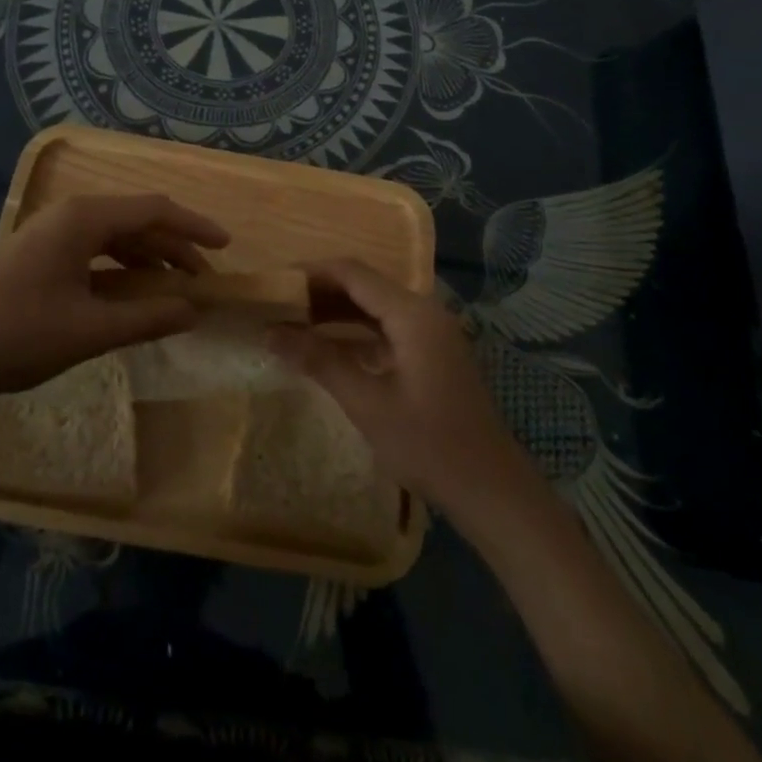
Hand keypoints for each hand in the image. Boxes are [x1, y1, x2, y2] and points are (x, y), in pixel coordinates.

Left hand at [0, 193, 228, 399]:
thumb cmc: (16, 334)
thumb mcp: (89, 330)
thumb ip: (147, 317)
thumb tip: (194, 310)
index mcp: (84, 219)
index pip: (155, 210)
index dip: (194, 226)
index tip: (226, 247)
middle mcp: (70, 215)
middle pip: (137, 220)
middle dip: (175, 247)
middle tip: (204, 280)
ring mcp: (52, 233)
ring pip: (116, 236)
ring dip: (149, 258)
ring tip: (175, 289)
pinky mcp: (40, 254)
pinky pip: (95, 250)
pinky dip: (122, 268)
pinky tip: (132, 294)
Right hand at [267, 258, 536, 515]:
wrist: (491, 488)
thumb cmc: (428, 444)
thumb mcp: (367, 403)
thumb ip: (319, 360)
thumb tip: (270, 332)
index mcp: (412, 313)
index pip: (352, 273)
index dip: (311, 273)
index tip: (275, 284)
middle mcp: (424, 310)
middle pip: (364, 285)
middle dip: (319, 292)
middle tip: (278, 306)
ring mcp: (431, 331)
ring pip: (374, 306)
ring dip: (336, 312)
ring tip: (294, 324)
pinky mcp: (432, 352)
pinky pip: (386, 327)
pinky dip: (355, 331)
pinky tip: (328, 347)